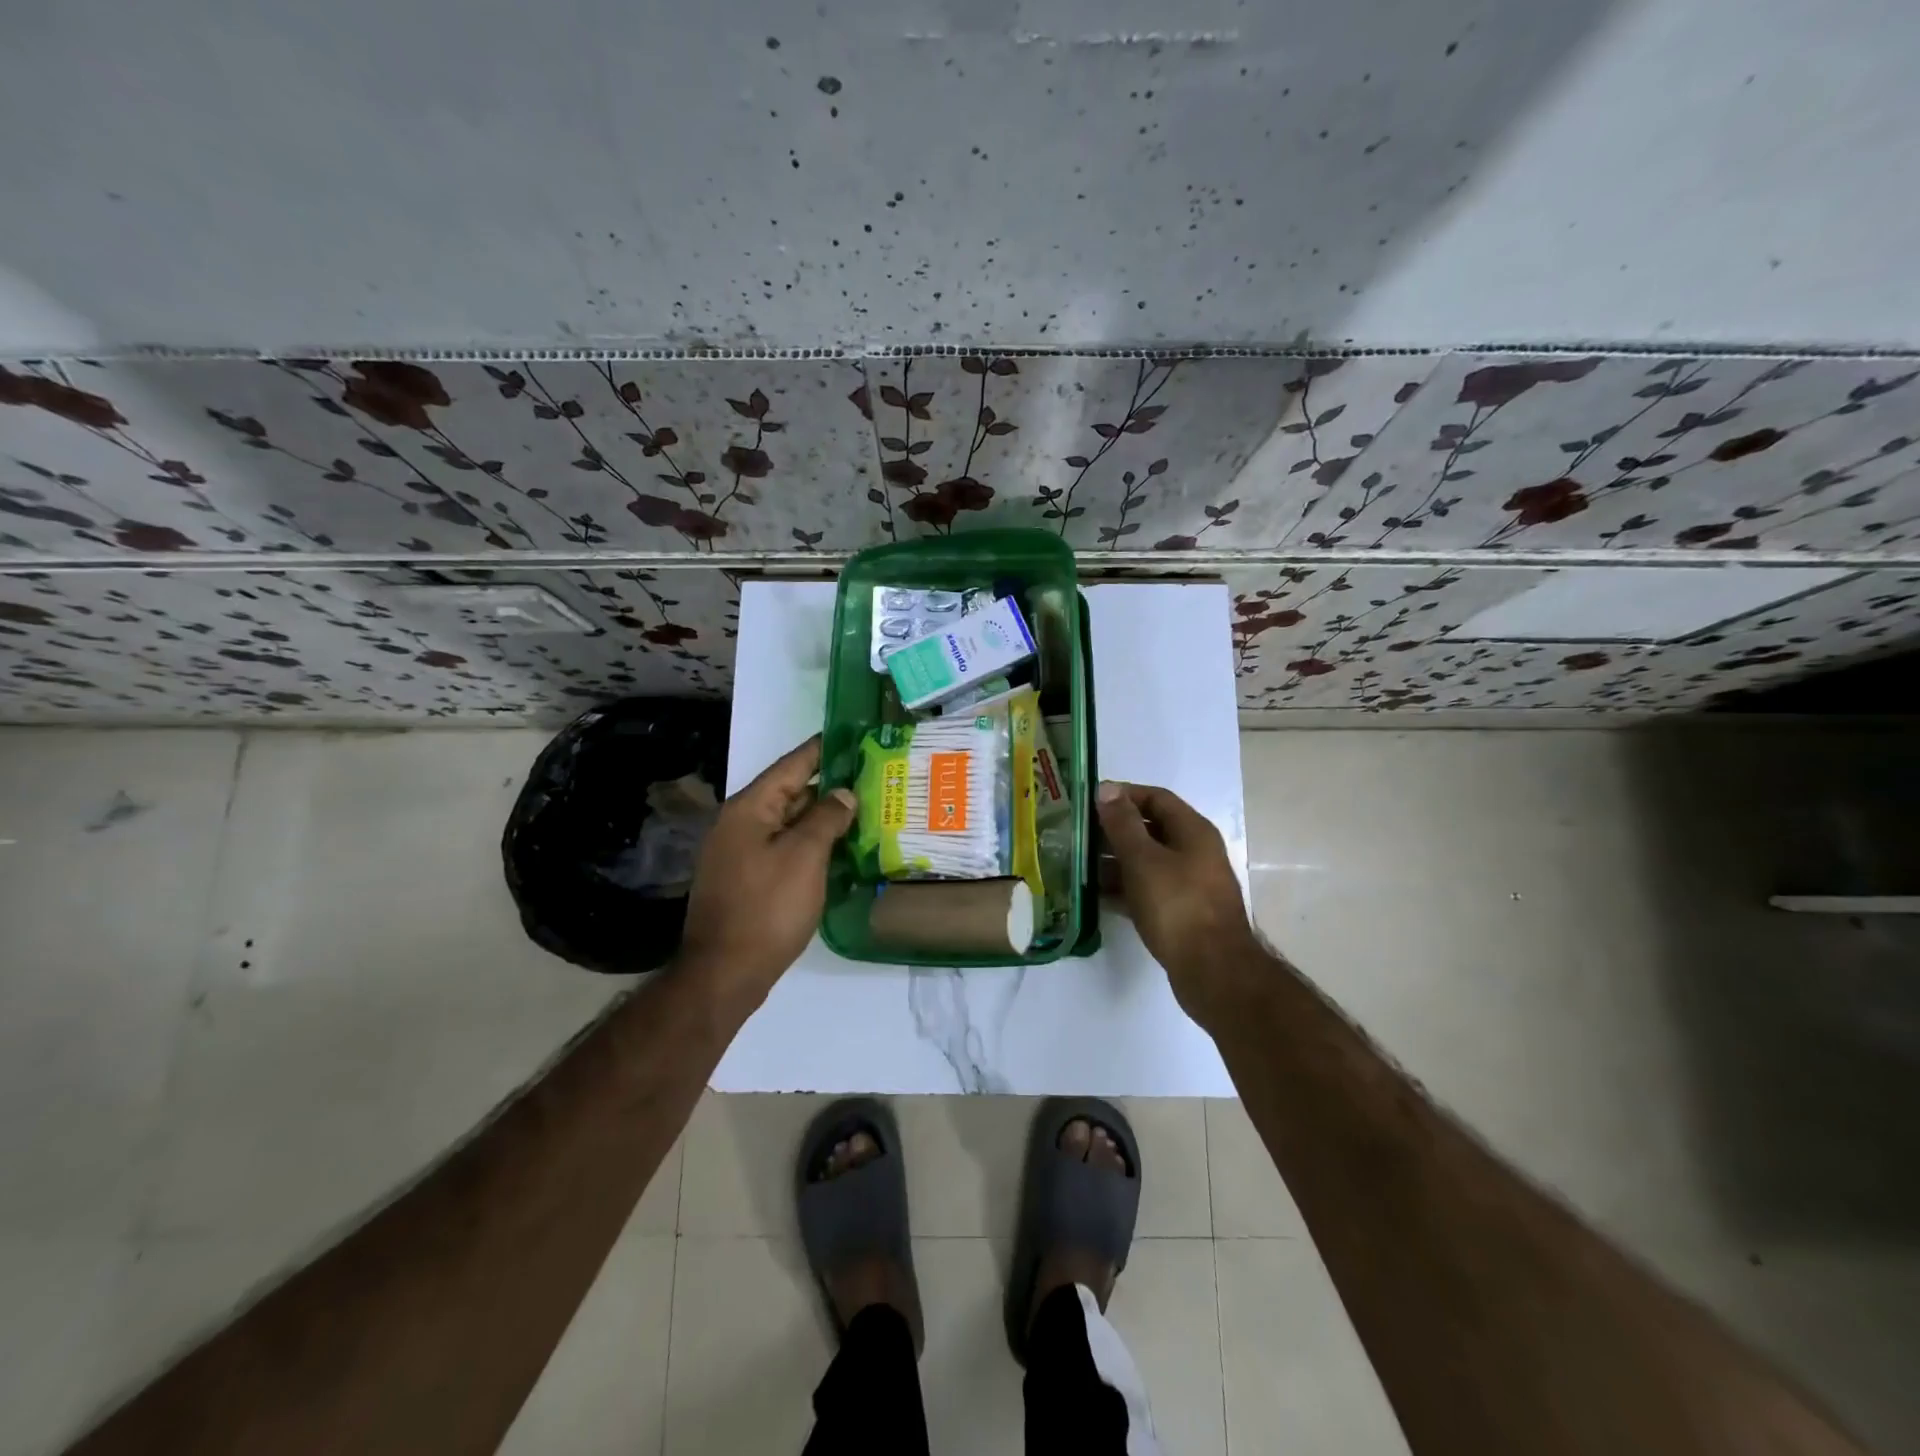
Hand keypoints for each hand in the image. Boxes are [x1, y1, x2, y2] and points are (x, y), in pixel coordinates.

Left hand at [678, 735, 856, 1011]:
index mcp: (750, 808)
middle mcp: (740, 823)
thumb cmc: (767, 907)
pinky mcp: (747, 879)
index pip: (792, 765)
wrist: (725, 972)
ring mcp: (741, 853)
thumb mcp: (804, 856)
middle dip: (829, 786)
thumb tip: (843, 793)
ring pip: (789, 823)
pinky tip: (840, 849)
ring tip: (865, 810)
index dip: (823, 749)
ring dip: (822, 817)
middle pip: (790, 793)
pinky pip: (784, 848)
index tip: (853, 735)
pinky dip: (811, 844)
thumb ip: (826, 818)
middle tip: (872, 778)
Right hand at [1095, 780, 1265, 1022]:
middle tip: (1079, 835)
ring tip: (1080, 865)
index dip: (1124, 795)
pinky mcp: (1182, 913)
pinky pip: (1148, 890)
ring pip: (1148, 862)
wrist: (1213, 971)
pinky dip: (1124, 889)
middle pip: (1151, 830)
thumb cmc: (1177, 906)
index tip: (1090, 802)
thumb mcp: (1144, 860)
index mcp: (1193, 831)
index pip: (1156, 798)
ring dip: (1116, 862)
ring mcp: (1190, 885)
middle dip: (1115, 830)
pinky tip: (1098, 896)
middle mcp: (1195, 853)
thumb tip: (1107, 789)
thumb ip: (1123, 824)